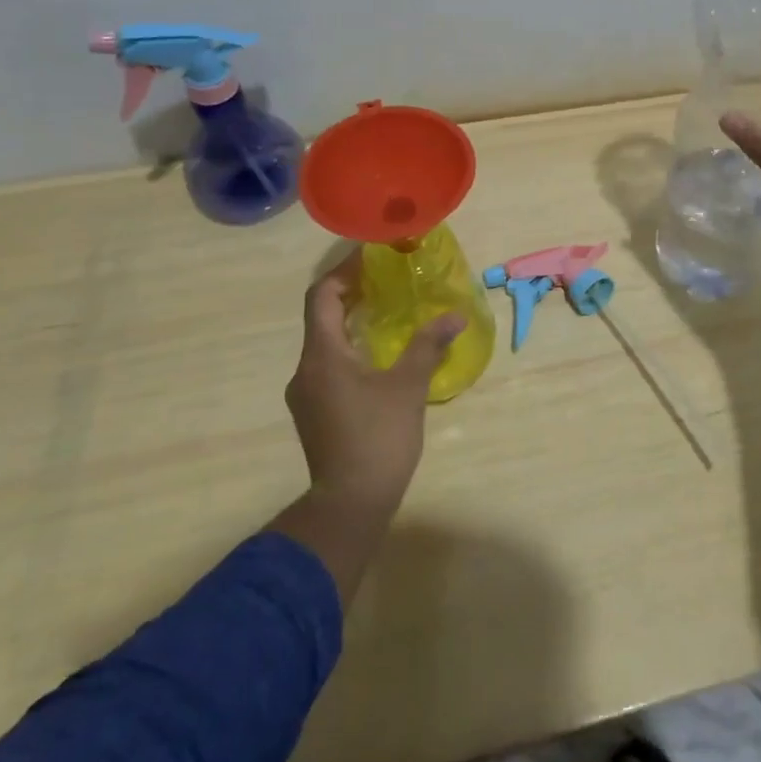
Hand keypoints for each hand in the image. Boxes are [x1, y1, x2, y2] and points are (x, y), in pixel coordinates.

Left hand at [286, 251, 465, 517]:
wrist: (350, 503)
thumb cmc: (378, 437)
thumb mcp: (409, 386)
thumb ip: (428, 345)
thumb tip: (454, 316)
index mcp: (323, 355)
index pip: (321, 296)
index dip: (344, 271)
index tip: (372, 258)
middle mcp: (306, 369)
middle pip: (321, 316)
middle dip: (352, 294)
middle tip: (388, 280)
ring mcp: (307, 394)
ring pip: (325, 343)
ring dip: (352, 322)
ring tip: (389, 312)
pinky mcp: (315, 412)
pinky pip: (329, 365)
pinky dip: (351, 348)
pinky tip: (380, 355)